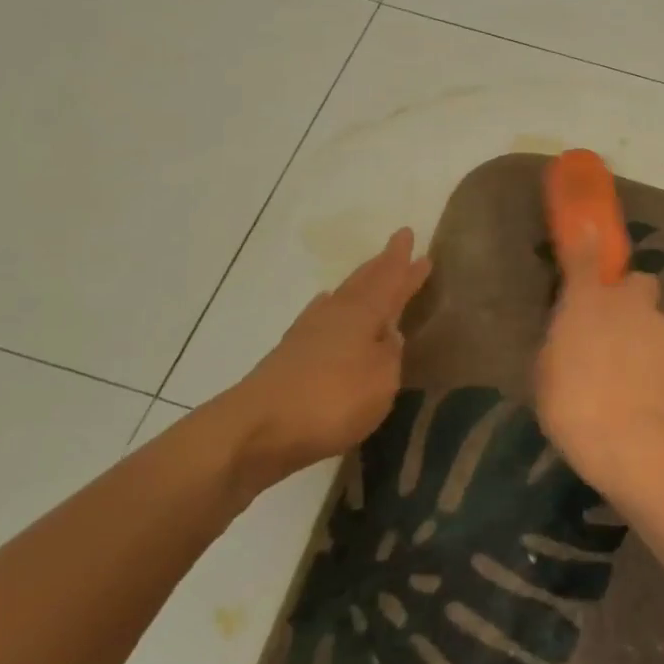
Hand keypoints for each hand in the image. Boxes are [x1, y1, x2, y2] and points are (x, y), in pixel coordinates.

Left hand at [213, 229, 431, 487]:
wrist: (256, 428)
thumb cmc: (331, 400)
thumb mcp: (381, 381)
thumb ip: (390, 354)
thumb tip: (390, 333)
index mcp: (362, 314)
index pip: (389, 280)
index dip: (401, 263)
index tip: (408, 234)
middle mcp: (335, 314)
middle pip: (363, 282)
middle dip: (381, 266)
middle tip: (396, 248)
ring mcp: (308, 333)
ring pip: (340, 297)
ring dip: (358, 285)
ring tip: (368, 275)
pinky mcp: (289, 355)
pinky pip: (320, 317)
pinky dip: (331, 308)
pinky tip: (327, 309)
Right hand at [535, 229, 663, 494]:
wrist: (640, 449)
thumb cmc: (575, 409)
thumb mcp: (548, 374)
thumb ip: (564, 338)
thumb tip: (572, 327)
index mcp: (589, 304)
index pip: (586, 259)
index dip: (587, 244)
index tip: (588, 232)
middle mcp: (633, 306)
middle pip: (639, 285)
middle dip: (631, 300)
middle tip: (617, 332)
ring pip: (660, 323)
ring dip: (649, 339)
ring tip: (637, 380)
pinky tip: (657, 399)